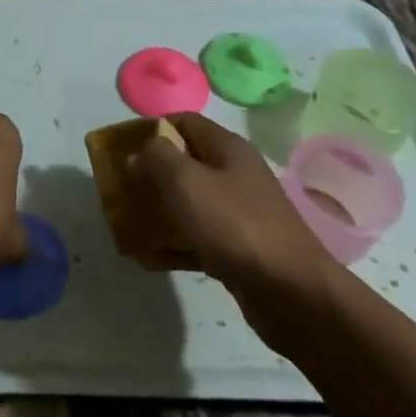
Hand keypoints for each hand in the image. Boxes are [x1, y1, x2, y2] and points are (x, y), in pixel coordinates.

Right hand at [131, 114, 340, 346]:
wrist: (293, 294)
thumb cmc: (235, 225)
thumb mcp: (187, 181)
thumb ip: (157, 157)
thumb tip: (140, 151)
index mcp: (228, 149)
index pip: (185, 122)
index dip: (152, 128)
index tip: (123, 146)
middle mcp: (236, 175)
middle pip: (186, 162)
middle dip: (151, 172)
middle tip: (122, 186)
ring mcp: (240, 213)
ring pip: (191, 202)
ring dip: (160, 209)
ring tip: (128, 220)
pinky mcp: (240, 249)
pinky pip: (199, 238)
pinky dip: (174, 243)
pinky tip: (148, 256)